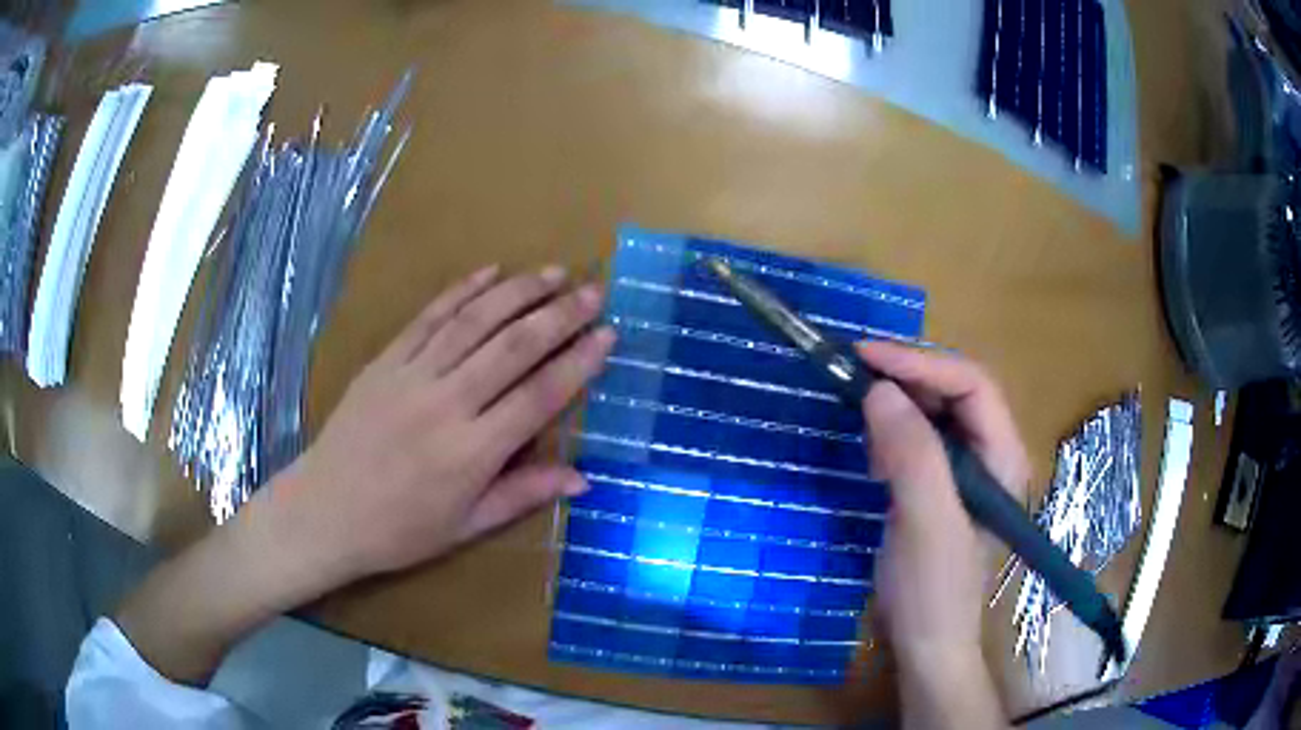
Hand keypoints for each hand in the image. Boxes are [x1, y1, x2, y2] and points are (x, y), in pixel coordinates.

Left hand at [117, 265, 613, 684]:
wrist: (323, 512)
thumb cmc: (398, 531)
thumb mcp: (465, 526)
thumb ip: (522, 494)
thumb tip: (583, 478)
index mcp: (472, 452)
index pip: (539, 397)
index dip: (579, 363)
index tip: (608, 335)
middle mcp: (447, 404)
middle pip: (514, 348)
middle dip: (559, 315)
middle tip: (592, 290)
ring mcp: (412, 376)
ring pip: (474, 322)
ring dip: (518, 293)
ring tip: (552, 273)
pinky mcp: (385, 361)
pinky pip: (429, 318)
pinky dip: (461, 292)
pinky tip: (489, 273)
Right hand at [857, 341, 1025, 727]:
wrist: (925, 646)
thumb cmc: (933, 591)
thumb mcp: (926, 523)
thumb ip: (912, 456)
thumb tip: (878, 390)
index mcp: (1003, 456)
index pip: (972, 384)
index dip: (922, 363)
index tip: (866, 357)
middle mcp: (990, 454)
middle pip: (955, 392)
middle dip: (908, 379)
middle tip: (856, 376)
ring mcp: (965, 473)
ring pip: (934, 414)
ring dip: (897, 405)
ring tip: (862, 416)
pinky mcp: (939, 489)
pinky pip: (917, 442)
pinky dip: (892, 434)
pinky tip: (873, 452)